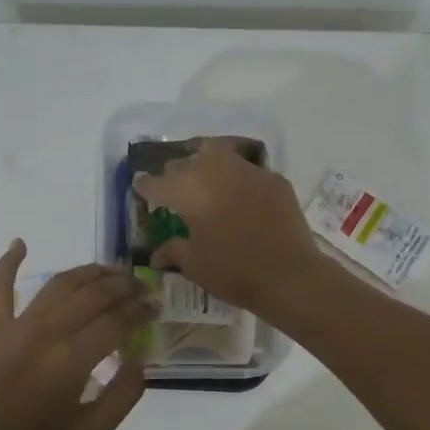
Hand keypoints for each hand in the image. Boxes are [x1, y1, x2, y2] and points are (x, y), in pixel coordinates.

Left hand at [0, 240, 152, 429]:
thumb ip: (123, 396)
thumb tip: (139, 360)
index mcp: (72, 360)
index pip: (117, 321)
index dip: (141, 310)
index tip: (156, 307)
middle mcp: (46, 332)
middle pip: (93, 294)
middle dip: (123, 286)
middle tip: (141, 286)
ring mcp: (16, 326)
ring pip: (59, 284)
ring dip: (88, 272)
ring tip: (110, 271)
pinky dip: (7, 263)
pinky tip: (19, 243)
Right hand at [133, 138, 323, 318]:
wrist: (289, 275)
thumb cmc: (233, 271)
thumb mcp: (195, 265)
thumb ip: (173, 250)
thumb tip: (156, 254)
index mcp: (189, 190)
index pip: (158, 182)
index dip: (146, 185)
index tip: (140, 186)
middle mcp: (216, 171)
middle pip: (187, 161)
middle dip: (176, 172)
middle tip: (173, 187)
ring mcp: (249, 171)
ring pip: (219, 154)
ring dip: (206, 164)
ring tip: (204, 180)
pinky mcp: (275, 180)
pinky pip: (248, 171)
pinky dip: (238, 178)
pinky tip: (239, 195)